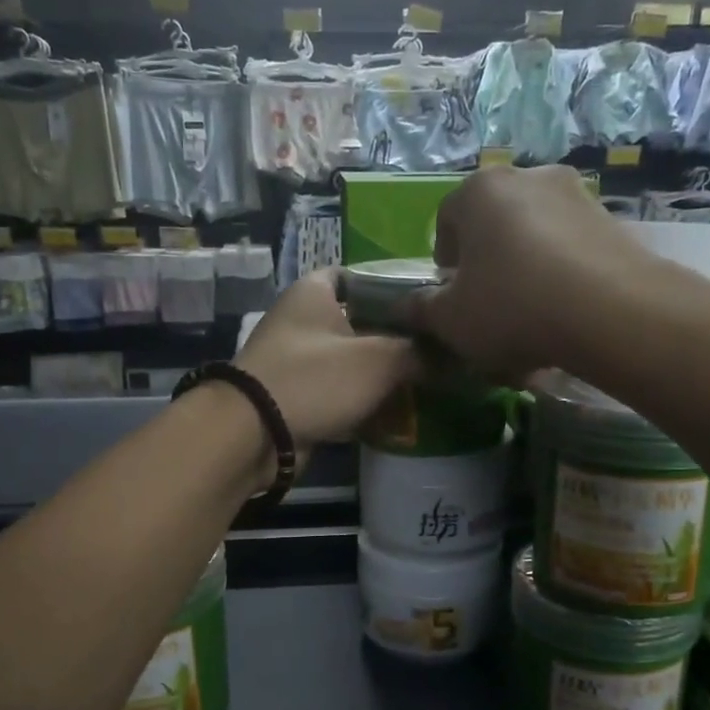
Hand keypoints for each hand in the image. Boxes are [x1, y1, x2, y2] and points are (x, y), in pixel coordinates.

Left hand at [235, 270, 418, 445]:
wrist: (255, 434)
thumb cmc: (316, 379)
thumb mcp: (379, 360)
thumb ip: (419, 354)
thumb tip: (454, 358)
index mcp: (314, 292)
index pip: (360, 275)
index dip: (394, 287)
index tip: (427, 306)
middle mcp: (302, 320)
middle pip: (360, 322)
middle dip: (395, 338)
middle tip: (436, 351)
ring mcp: (297, 361)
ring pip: (351, 361)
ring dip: (382, 375)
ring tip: (425, 384)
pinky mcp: (296, 398)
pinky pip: (338, 394)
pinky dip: (363, 402)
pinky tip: (396, 414)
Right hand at [419, 165, 658, 376]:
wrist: (612, 312)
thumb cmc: (512, 307)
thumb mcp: (451, 320)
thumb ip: (422, 310)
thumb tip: (404, 306)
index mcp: (479, 190)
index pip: (446, 220)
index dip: (444, 263)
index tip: (452, 296)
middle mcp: (528, 177)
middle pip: (494, 227)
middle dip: (488, 267)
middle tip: (490, 310)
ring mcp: (576, 195)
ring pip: (535, 240)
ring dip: (526, 274)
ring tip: (532, 322)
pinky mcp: (613, 221)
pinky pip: (571, 252)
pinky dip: (562, 279)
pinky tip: (565, 319)